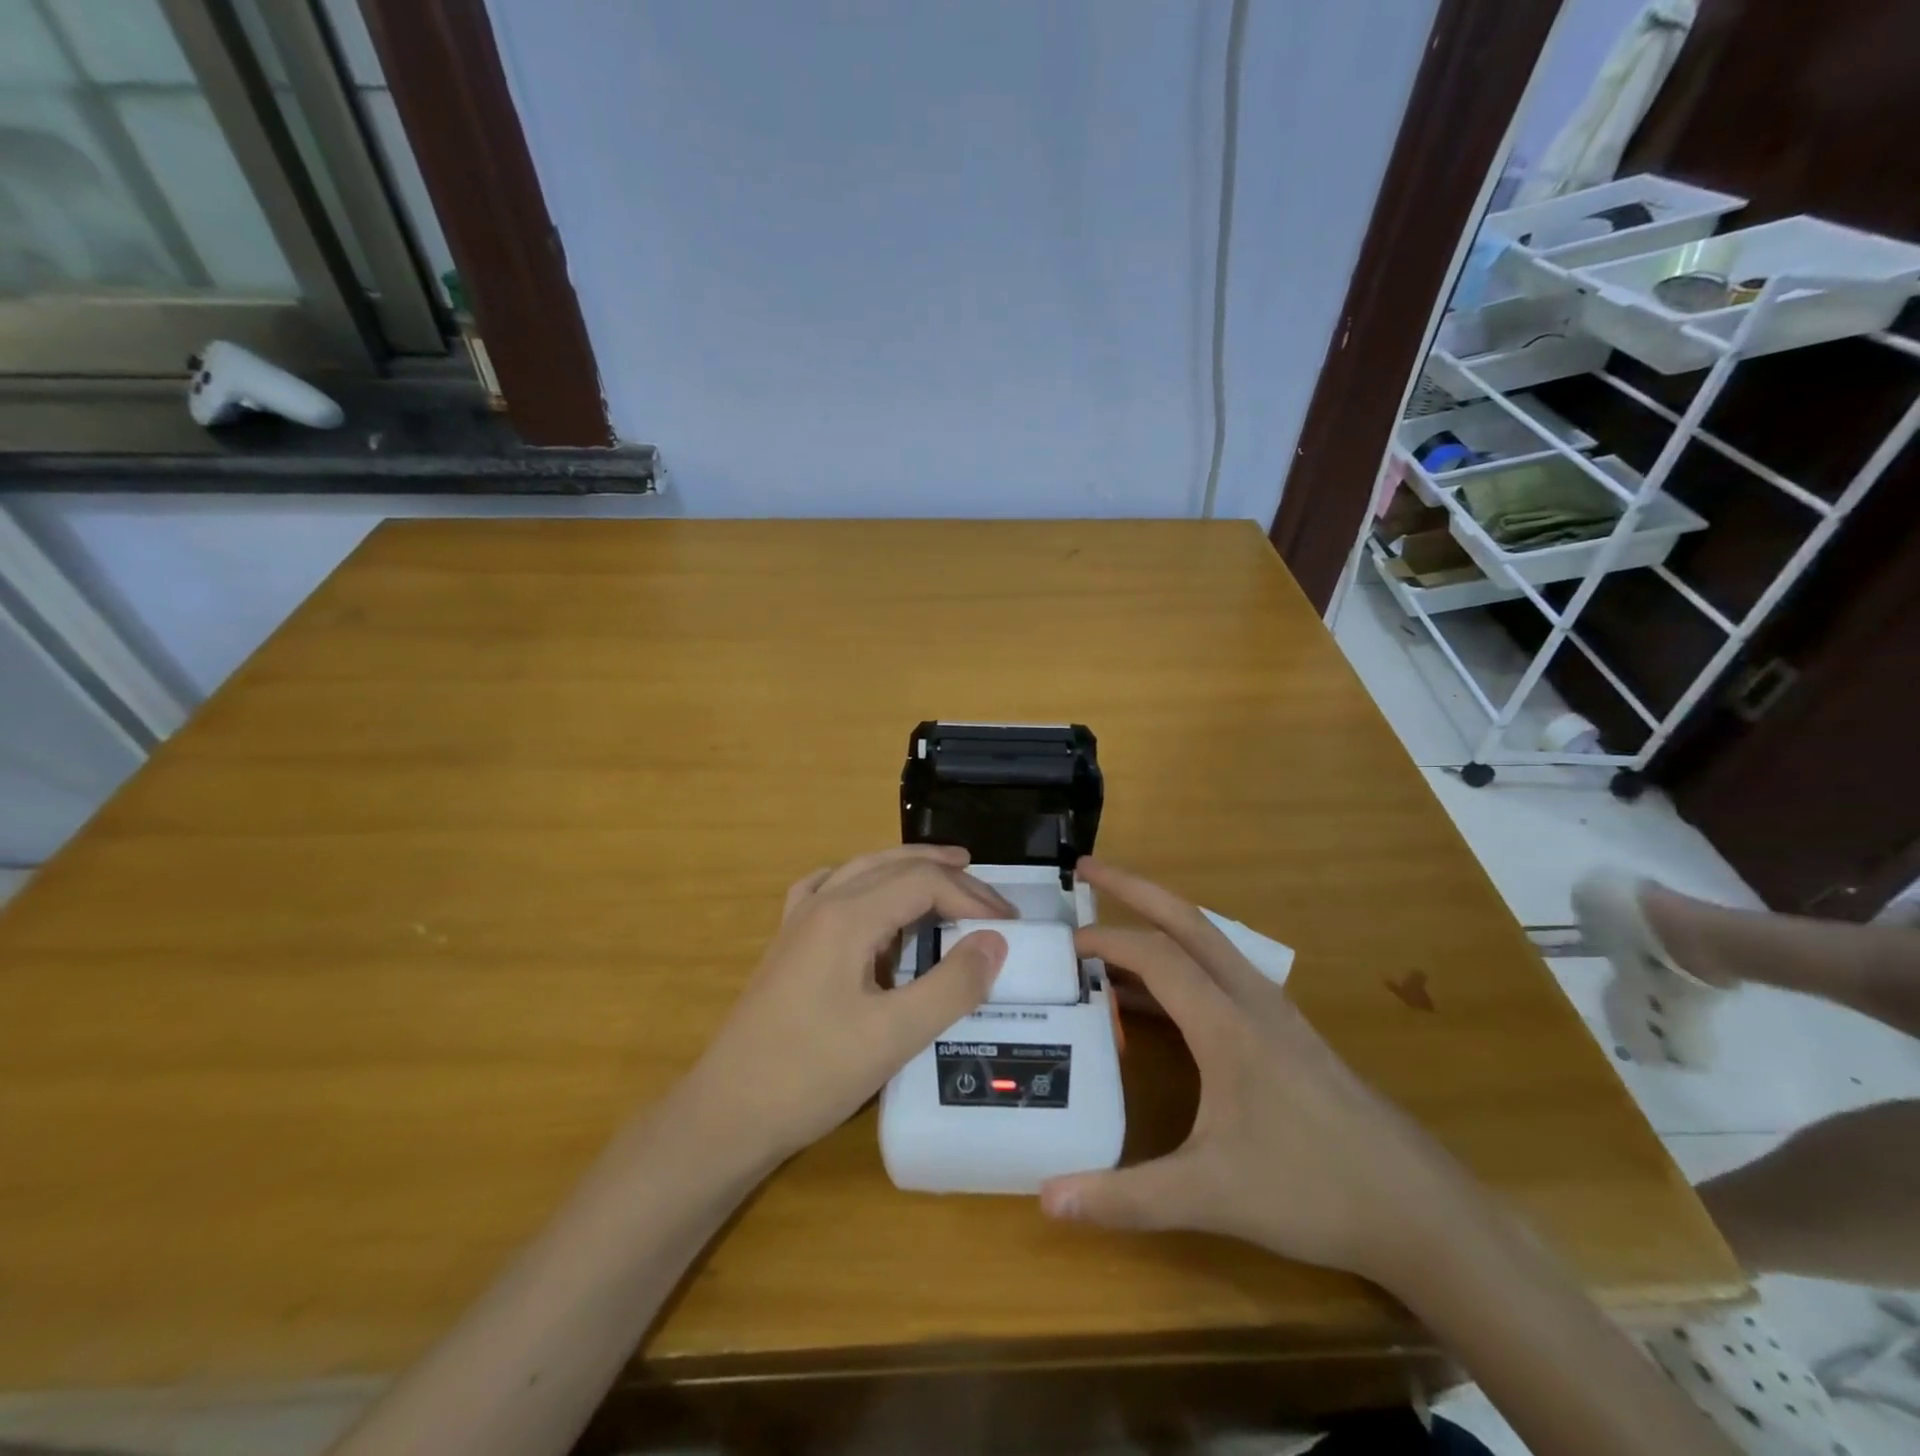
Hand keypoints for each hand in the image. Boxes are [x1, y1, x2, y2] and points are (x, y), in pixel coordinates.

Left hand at [678, 845, 1013, 1167]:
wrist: (726, 1113)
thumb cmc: (810, 1074)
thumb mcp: (893, 1036)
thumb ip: (950, 986)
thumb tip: (996, 941)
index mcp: (847, 916)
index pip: (923, 882)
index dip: (972, 898)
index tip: (1009, 928)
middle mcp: (822, 903)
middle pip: (895, 867)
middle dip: (948, 876)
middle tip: (992, 899)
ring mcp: (799, 920)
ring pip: (863, 869)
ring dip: (909, 868)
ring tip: (948, 872)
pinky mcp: (789, 943)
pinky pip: (831, 889)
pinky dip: (864, 881)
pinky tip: (870, 896)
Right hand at [1039, 860, 1462, 1284]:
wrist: (1419, 1210)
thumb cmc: (1313, 1190)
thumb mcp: (1212, 1196)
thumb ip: (1128, 1198)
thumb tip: (1048, 1200)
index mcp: (1228, 1024)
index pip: (1156, 956)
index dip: (1106, 940)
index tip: (1063, 943)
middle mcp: (1251, 1001)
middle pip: (1188, 920)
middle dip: (1134, 887)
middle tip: (1088, 867)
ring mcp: (1274, 1014)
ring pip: (1209, 943)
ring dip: (1160, 922)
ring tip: (1113, 929)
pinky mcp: (1287, 1034)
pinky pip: (1223, 975)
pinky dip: (1182, 963)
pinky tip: (1160, 999)